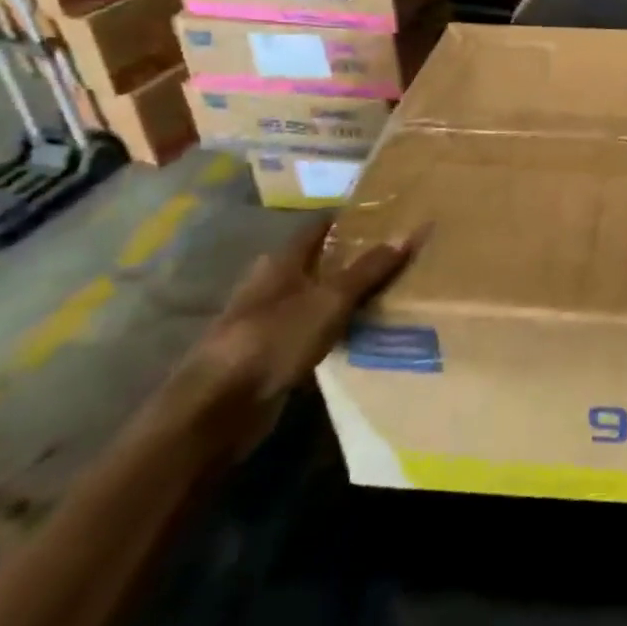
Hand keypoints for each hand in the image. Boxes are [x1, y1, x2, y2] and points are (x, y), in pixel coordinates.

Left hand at [160, 218, 427, 452]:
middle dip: (349, 258)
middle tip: (392, 256)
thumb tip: (409, 232)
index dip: (348, 219)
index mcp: (280, 262)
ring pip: (312, 298)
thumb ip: (368, 269)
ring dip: (340, 296)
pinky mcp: (267, 356)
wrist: (218, 409)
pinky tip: (356, 335)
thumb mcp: (330, 300)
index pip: (318, 227)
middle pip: (315, 262)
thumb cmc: (273, 340)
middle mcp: (270, 286)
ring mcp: (265, 323)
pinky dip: (331, 329)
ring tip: (384, 294)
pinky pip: (308, 332)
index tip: (384, 215)